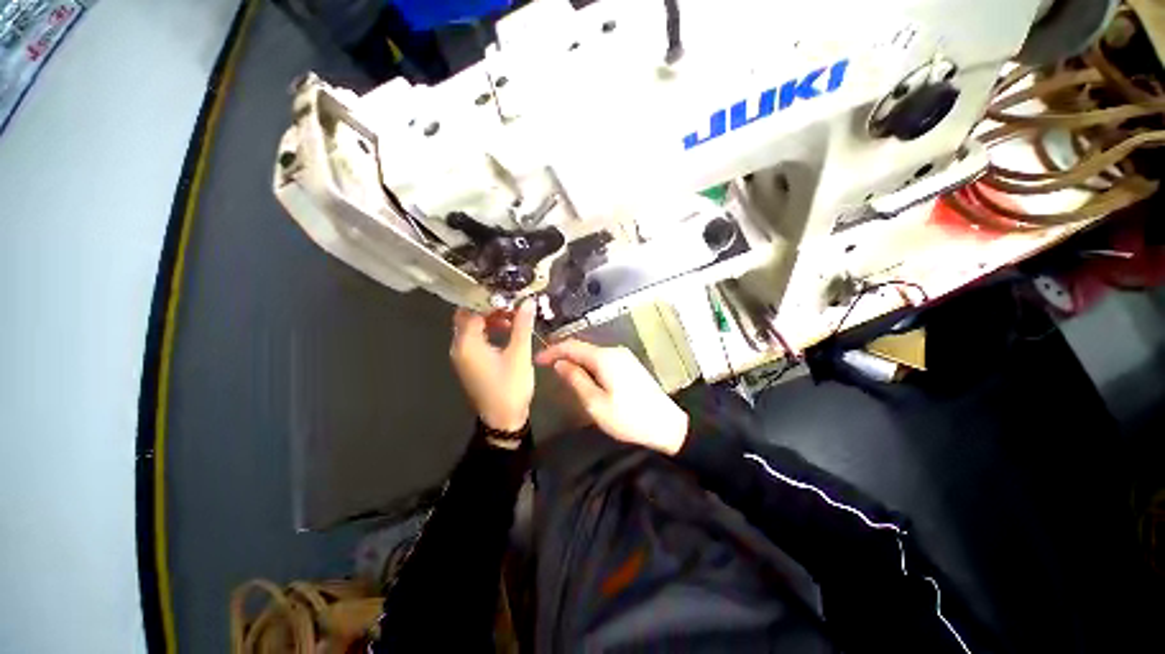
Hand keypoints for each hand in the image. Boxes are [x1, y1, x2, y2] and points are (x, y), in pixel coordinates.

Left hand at [450, 300, 535, 431]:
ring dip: (490, 318)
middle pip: (468, 316)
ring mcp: (463, 356)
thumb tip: (528, 301)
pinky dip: (489, 330)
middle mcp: (459, 347)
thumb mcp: (519, 354)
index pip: (472, 309)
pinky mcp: (469, 363)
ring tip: (513, 317)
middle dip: (490, 307)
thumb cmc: (510, 387)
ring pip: (472, 327)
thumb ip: (522, 325)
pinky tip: (507, 331)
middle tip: (512, 304)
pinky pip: (475, 338)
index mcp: (467, 344)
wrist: (503, 420)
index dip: (490, 299)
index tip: (510, 294)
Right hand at [535, 340, 688, 455]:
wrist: (667, 425)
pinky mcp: (630, 365)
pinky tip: (583, 376)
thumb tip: (560, 364)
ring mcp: (624, 357)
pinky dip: (588, 364)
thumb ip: (576, 380)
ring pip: (593, 353)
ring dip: (576, 360)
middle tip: (546, 366)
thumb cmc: (628, 418)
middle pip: (583, 347)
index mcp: (604, 358)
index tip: (537, 359)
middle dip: (563, 354)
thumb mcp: (595, 403)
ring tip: (561, 372)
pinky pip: (603, 359)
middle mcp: (614, 352)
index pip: (572, 346)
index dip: (552, 350)